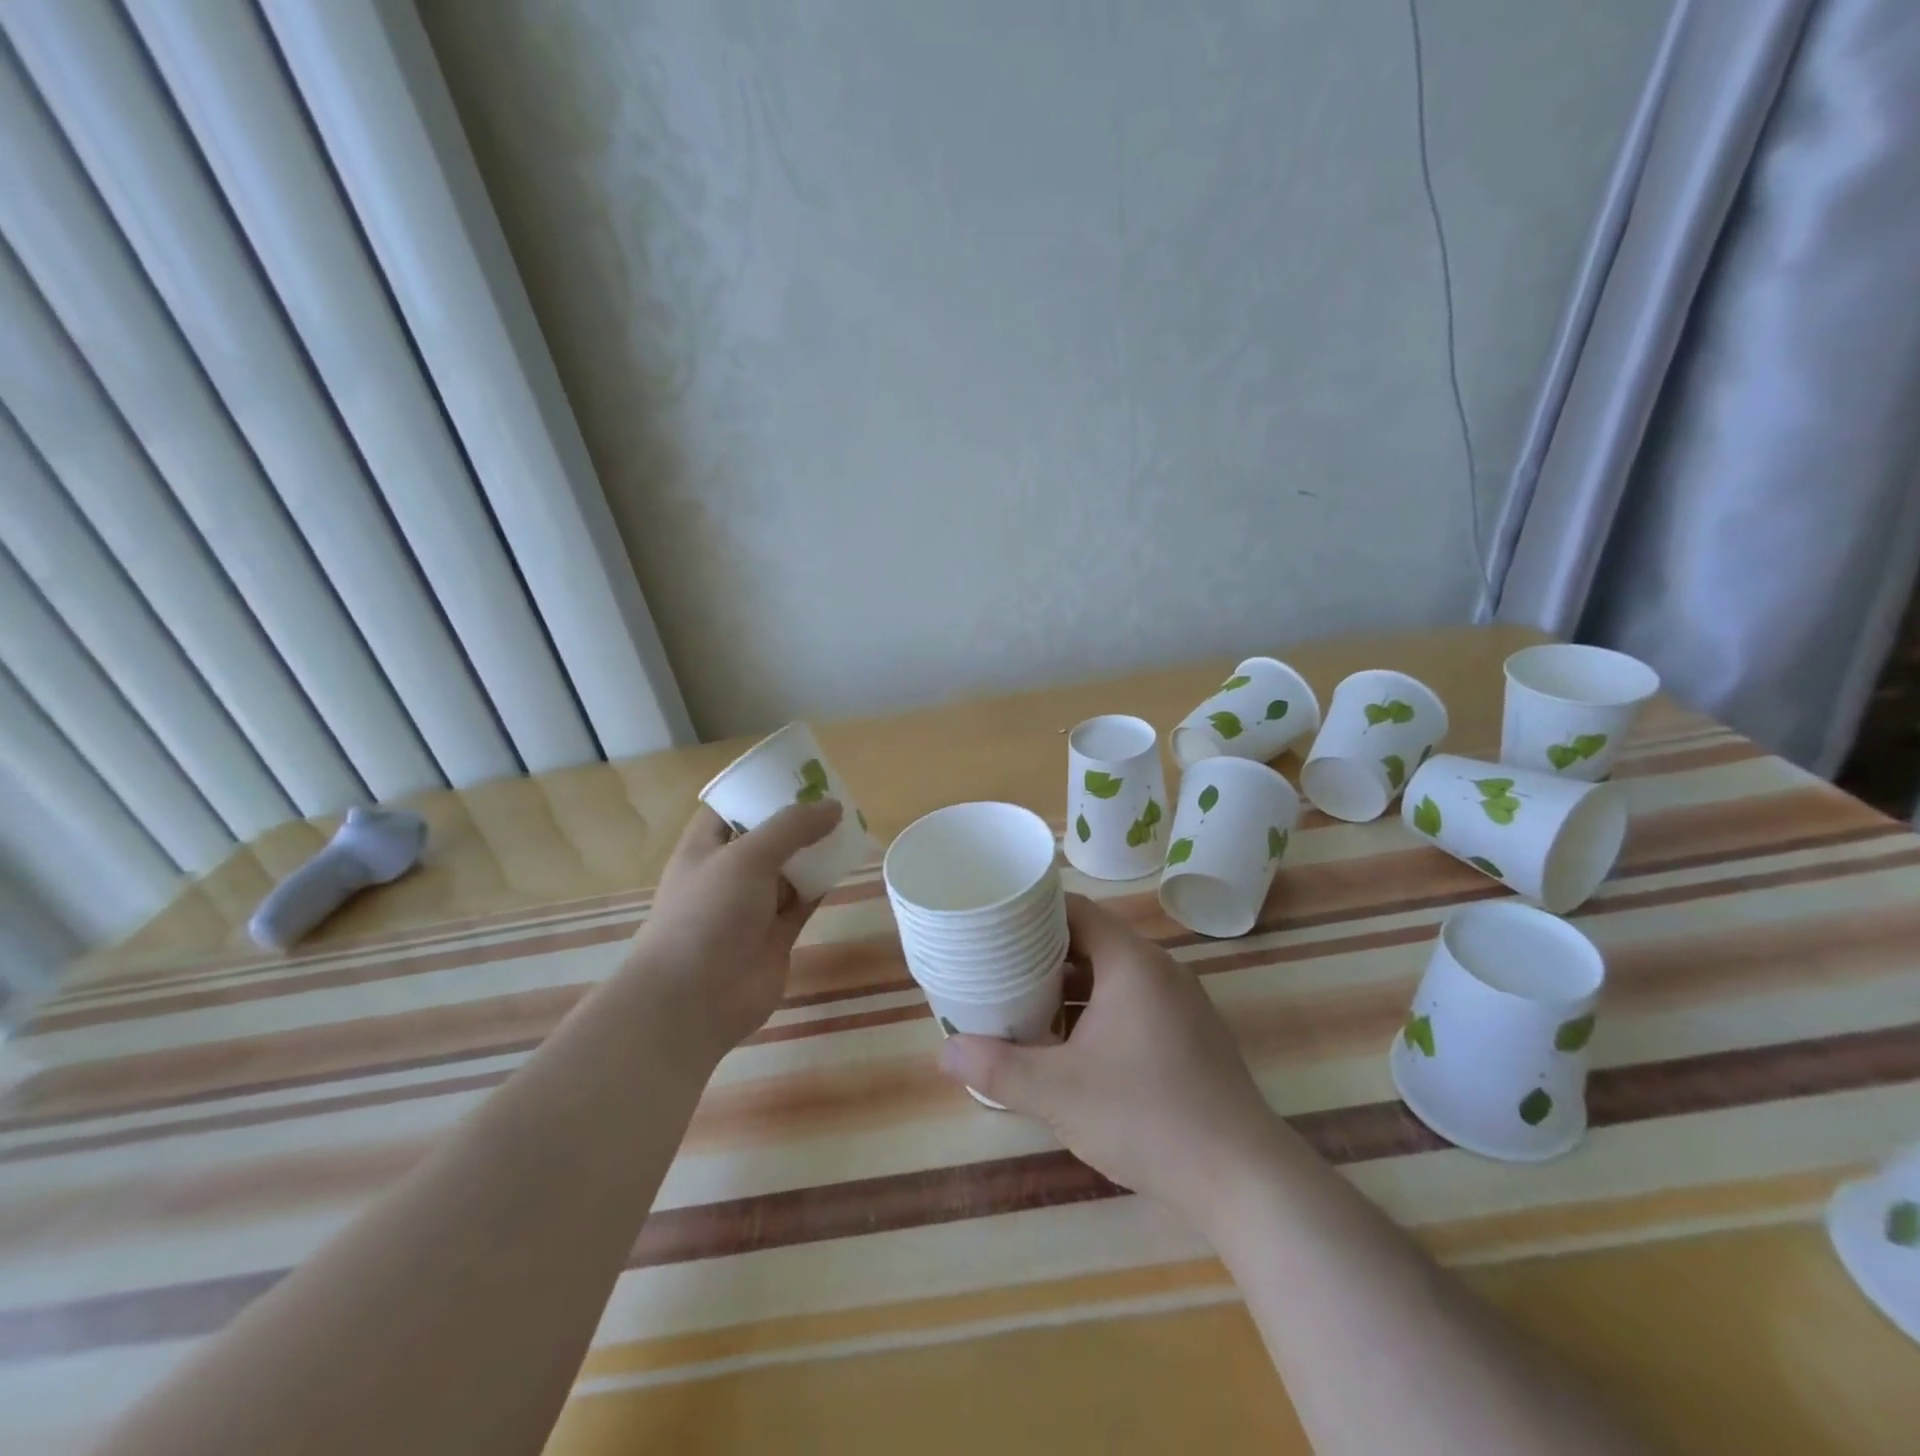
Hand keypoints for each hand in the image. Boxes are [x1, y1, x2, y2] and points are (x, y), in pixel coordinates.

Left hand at [626, 799, 841, 1063]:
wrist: (695, 999)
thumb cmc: (708, 915)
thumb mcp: (746, 857)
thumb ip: (791, 828)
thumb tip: (833, 806)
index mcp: (705, 848)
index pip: (731, 808)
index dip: (759, 789)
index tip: (795, 773)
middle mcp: (728, 873)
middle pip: (766, 837)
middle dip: (796, 819)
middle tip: (834, 797)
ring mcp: (752, 906)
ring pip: (789, 869)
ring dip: (814, 851)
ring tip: (849, 825)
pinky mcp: (776, 934)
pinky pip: (804, 900)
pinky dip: (823, 884)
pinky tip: (846, 864)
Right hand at [938, 895, 1281, 1228]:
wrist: (1243, 1179)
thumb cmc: (1146, 1115)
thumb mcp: (1058, 1093)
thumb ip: (997, 1068)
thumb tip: (943, 1053)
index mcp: (1131, 962)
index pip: (1074, 910)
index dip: (1032, 912)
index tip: (994, 925)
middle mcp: (1159, 970)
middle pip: (1091, 942)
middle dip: (1043, 955)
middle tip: (998, 969)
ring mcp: (1181, 1004)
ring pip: (1112, 978)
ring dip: (1070, 989)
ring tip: (1025, 1007)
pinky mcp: (1191, 1036)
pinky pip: (1134, 1005)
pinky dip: (1098, 1013)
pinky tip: (1072, 1048)